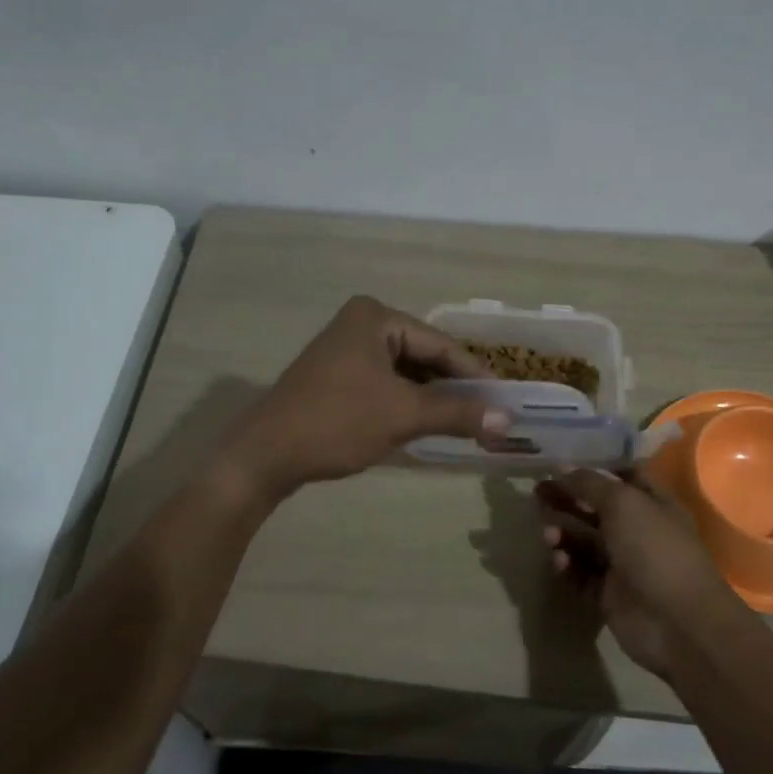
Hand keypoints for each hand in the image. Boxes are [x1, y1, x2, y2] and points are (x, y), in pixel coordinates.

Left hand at [222, 296, 508, 498]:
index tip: (507, 400)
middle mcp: (361, 324)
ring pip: (405, 373)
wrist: (264, 456)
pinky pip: (385, 385)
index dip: (476, 374)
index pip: (440, 344)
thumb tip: (509, 419)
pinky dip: (408, 404)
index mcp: (376, 317)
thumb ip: (457, 412)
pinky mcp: (337, 377)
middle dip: (455, 388)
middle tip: (491, 415)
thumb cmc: (337, 423)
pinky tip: (429, 425)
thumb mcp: (403, 415)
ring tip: (468, 424)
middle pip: (423, 356)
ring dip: (433, 399)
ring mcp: (346, 350)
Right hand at [533, 468, 738, 679]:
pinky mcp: (609, 594)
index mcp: (653, 503)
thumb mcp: (622, 503)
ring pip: (585, 542)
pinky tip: (559, 560)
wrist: (676, 622)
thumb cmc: (654, 549)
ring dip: (564, 534)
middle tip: (537, 492)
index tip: (563, 463)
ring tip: (548, 535)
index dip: (596, 468)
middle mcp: (639, 530)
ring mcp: (624, 564)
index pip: (623, 476)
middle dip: (568, 499)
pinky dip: (568, 565)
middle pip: (597, 508)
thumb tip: (561, 468)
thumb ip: (589, 483)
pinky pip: (581, 573)